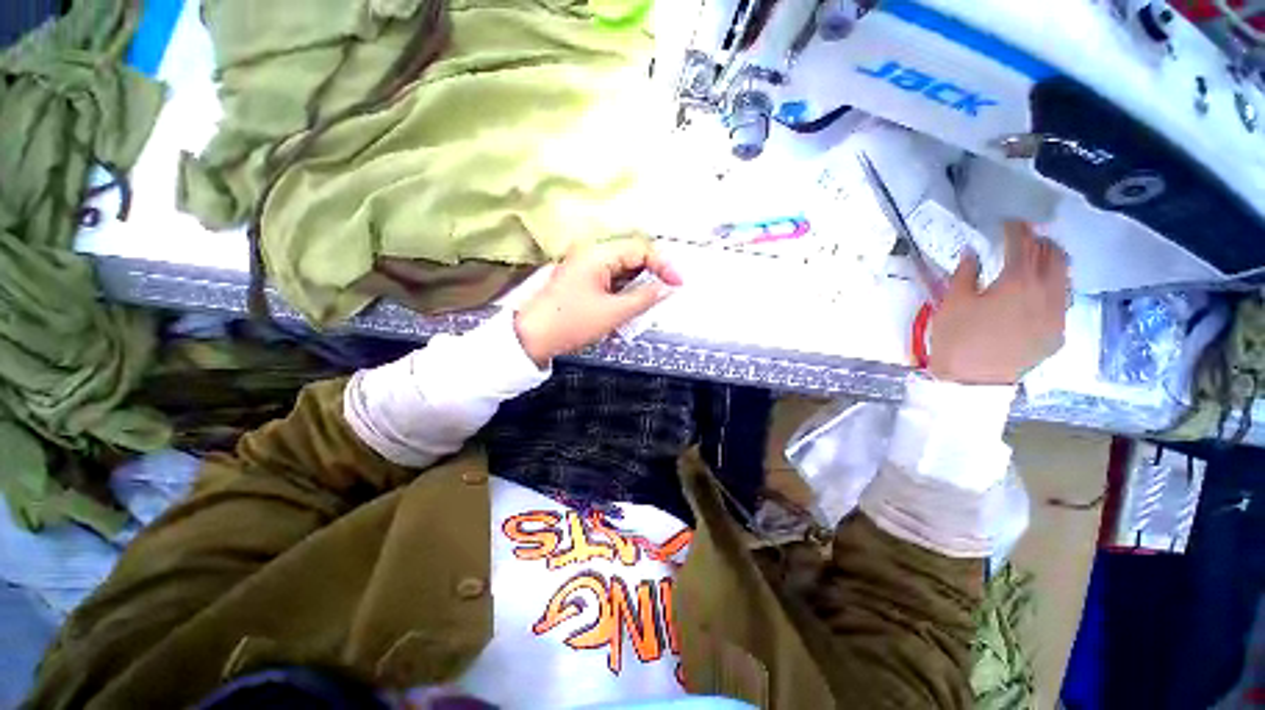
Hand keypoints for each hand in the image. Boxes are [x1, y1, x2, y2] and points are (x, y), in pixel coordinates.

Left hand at [515, 239, 682, 366]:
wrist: (531, 338)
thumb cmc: (570, 322)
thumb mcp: (613, 313)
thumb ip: (645, 298)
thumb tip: (667, 288)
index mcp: (598, 255)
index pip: (641, 250)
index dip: (663, 266)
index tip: (678, 284)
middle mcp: (592, 256)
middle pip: (632, 261)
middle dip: (649, 281)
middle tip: (660, 301)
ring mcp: (585, 269)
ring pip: (622, 275)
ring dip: (635, 293)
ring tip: (637, 315)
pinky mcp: (582, 283)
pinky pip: (610, 285)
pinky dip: (621, 299)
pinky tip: (621, 317)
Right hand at [929, 221, 1069, 384]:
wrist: (972, 382)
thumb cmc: (956, 339)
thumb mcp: (951, 303)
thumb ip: (965, 274)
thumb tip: (972, 253)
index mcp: (1017, 282)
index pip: (1023, 244)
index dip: (1016, 230)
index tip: (1009, 223)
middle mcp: (1046, 293)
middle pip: (1054, 256)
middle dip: (1041, 241)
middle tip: (1025, 238)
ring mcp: (1056, 315)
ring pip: (1065, 278)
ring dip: (1052, 263)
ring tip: (1036, 261)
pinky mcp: (1057, 333)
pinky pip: (1062, 301)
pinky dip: (1053, 288)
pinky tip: (1038, 293)